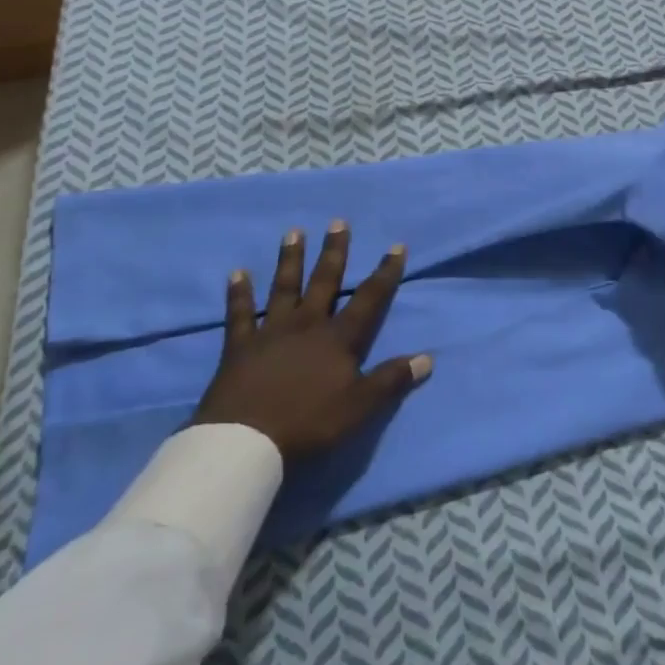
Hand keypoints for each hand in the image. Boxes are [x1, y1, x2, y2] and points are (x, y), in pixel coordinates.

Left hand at [193, 223, 430, 457]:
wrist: (246, 442)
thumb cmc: (309, 422)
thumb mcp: (360, 406)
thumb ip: (392, 380)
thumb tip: (427, 358)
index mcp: (338, 338)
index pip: (369, 298)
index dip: (385, 272)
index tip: (396, 246)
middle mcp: (307, 324)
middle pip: (324, 281)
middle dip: (335, 252)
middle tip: (338, 222)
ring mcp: (271, 332)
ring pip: (284, 287)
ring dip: (290, 259)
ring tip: (294, 232)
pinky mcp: (239, 346)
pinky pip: (239, 314)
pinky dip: (239, 294)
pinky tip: (237, 274)